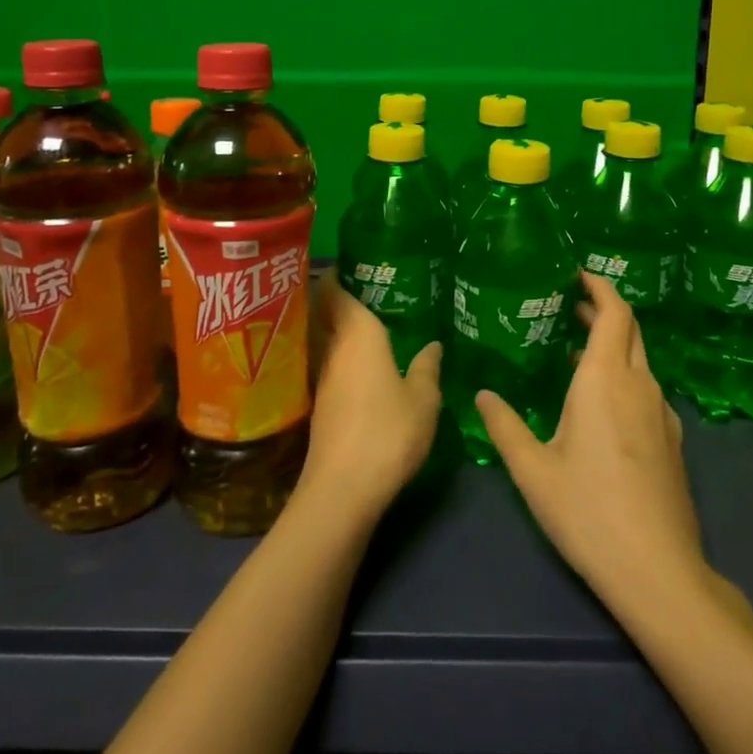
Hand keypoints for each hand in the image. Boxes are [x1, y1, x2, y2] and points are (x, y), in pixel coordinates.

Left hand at [299, 270, 442, 517]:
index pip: (336, 289)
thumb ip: (428, 367)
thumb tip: (434, 344)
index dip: (340, 273)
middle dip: (338, 296)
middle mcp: (333, 347)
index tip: (357, 264)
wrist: (342, 489)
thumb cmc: (388, 431)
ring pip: (325, 337)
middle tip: (370, 289)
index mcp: (358, 333)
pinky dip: (339, 355)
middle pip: (325, 310)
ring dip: (337, 327)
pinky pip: (327, 362)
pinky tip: (361, 365)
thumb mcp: (423, 399)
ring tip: (369, 321)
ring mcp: (321, 376)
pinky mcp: (318, 402)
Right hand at [476, 273, 704, 609]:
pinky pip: (646, 387)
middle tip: (568, 306)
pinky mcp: (671, 439)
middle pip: (630, 329)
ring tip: (574, 349)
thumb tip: (481, 394)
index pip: (614, 312)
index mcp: (606, 379)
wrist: (658, 571)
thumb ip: (504, 425)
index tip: (576, 274)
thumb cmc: (588, 512)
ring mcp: (661, 412)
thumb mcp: (533, 470)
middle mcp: (639, 385)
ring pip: (639, 359)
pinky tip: (599, 402)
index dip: (599, 287)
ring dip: (612, 343)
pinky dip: (623, 374)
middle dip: (602, 310)